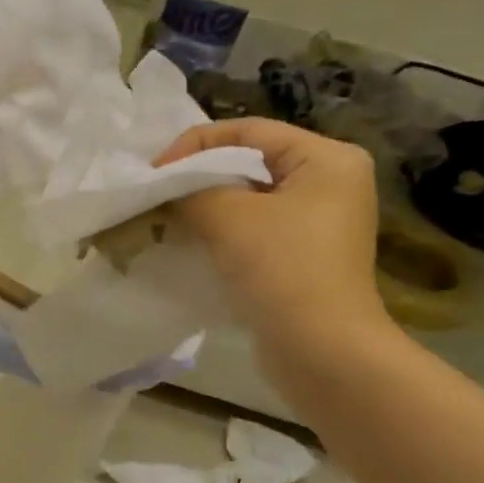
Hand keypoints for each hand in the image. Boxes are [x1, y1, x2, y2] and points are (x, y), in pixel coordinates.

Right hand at [156, 118, 391, 358]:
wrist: (321, 351)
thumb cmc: (282, 268)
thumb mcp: (227, 216)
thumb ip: (189, 189)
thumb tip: (164, 188)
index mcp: (327, 159)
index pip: (248, 131)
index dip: (195, 145)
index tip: (154, 170)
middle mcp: (330, 183)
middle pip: (249, 162)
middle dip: (198, 175)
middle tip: (156, 191)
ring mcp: (319, 223)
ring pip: (248, 198)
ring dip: (205, 204)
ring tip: (165, 216)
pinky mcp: (303, 256)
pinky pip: (254, 228)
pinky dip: (220, 230)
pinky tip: (188, 241)